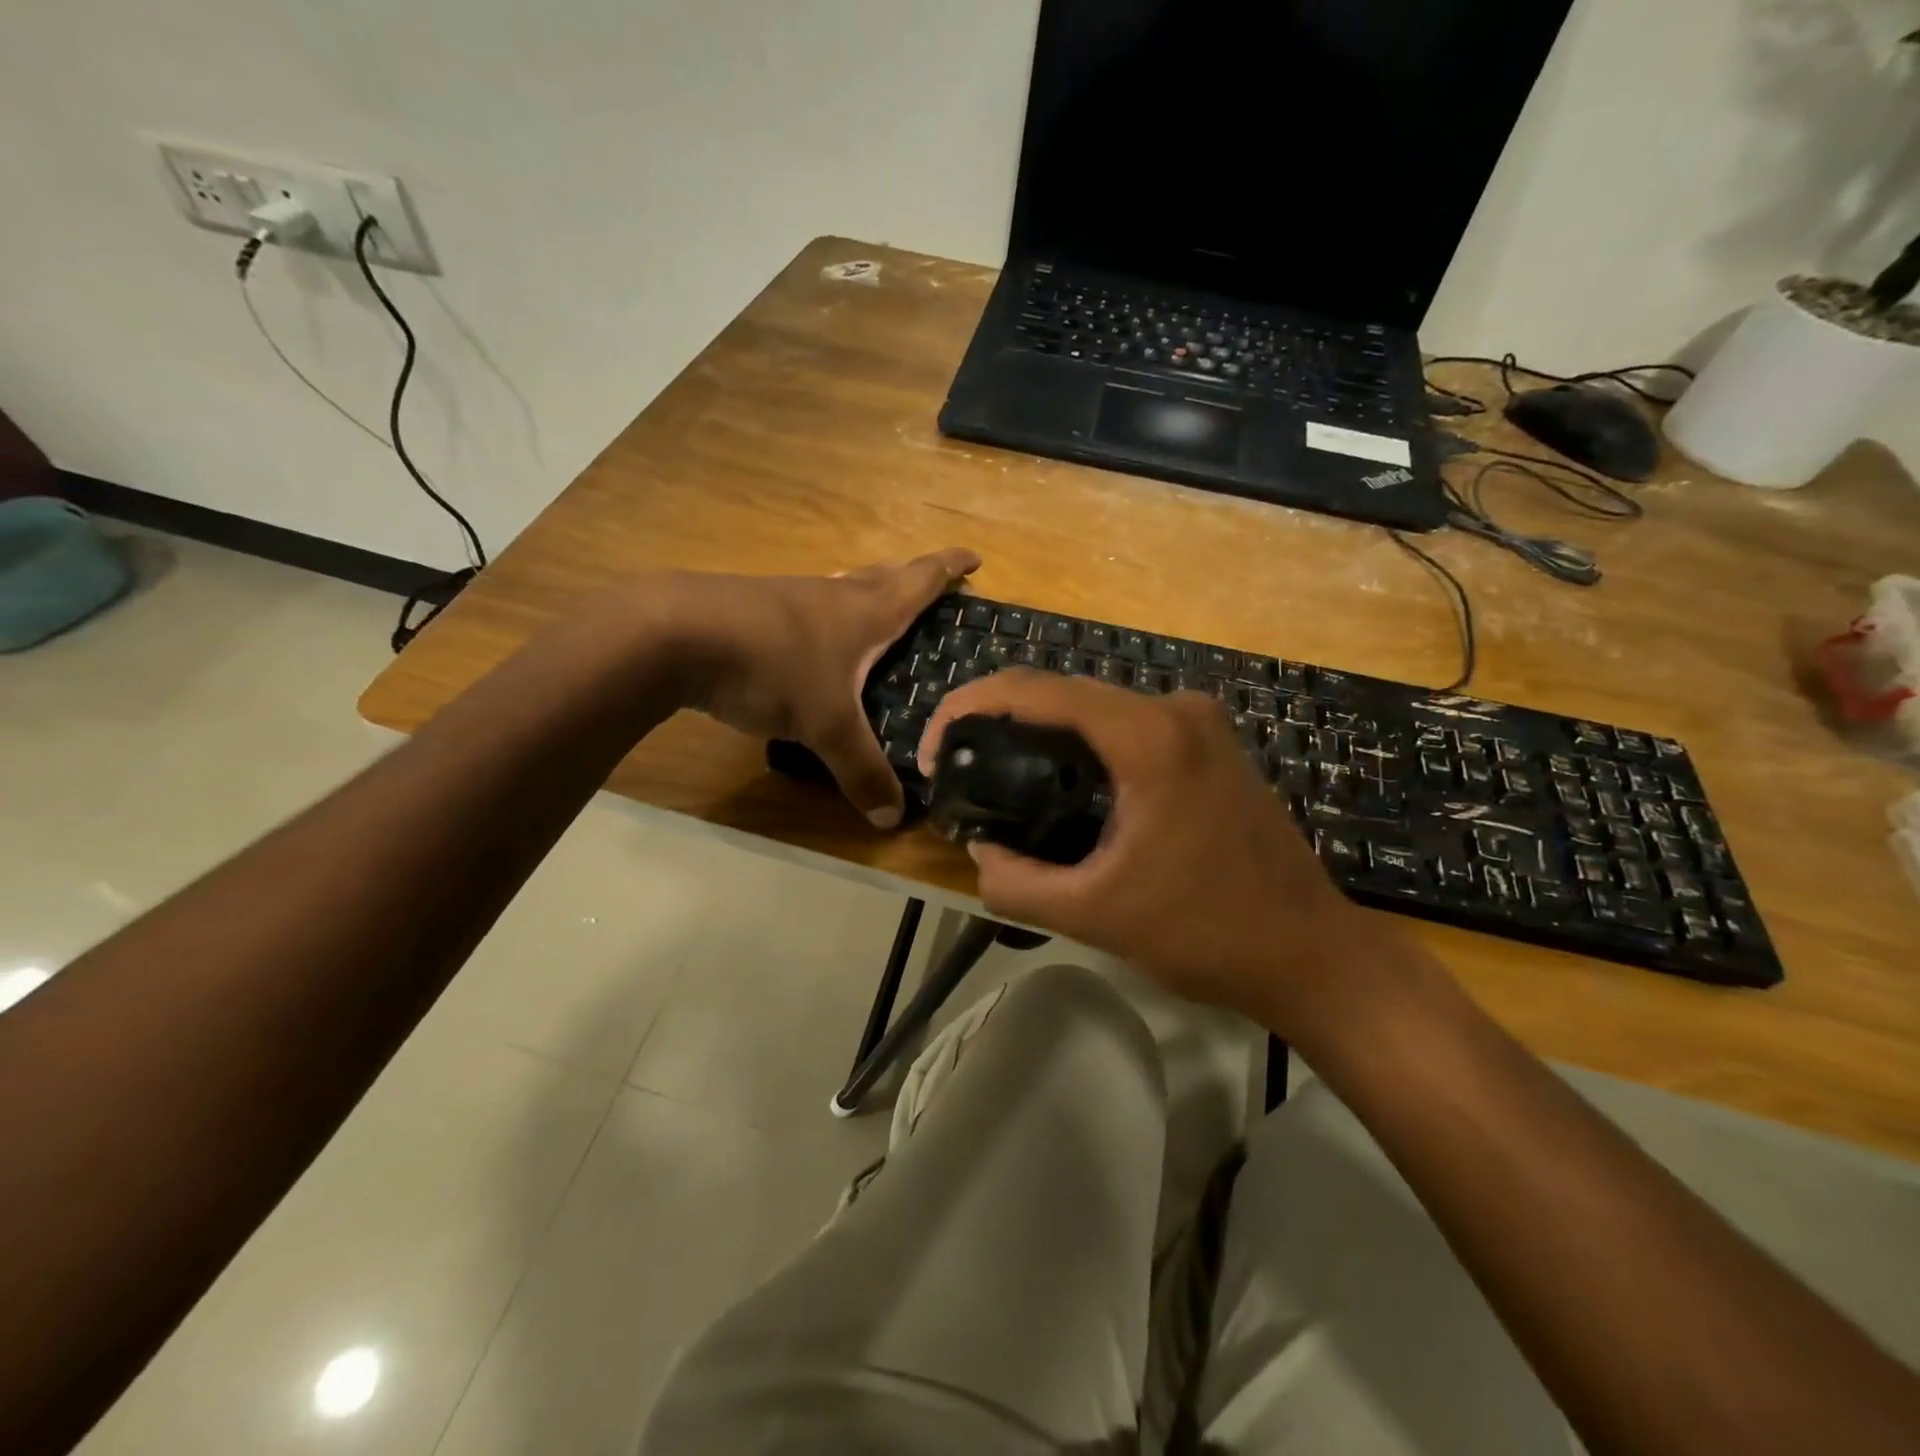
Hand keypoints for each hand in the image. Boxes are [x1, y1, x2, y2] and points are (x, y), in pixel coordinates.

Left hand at [668, 548, 980, 827]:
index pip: (920, 581)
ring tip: (875, 611)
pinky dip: (822, 618)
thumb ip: (861, 770)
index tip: (974, 557)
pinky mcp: (751, 611)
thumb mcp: (826, 727)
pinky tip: (810, 641)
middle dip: (912, 577)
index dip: (949, 568)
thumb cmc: (772, 667)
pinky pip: (803, 609)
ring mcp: (788, 598)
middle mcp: (831, 596)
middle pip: (882, 576)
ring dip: (864, 593)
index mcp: (865, 612)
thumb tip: (893, 820)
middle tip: (932, 584)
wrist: (675, 633)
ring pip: (840, 590)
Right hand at [921, 670, 1386, 1028]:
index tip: (936, 749)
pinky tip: (1058, 780)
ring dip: (1040, 728)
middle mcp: (1176, 710)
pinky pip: (1127, 724)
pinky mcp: (1211, 744)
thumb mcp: (1095, 915)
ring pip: (1095, 707)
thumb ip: (1016, 883)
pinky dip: (1082, 741)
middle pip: (1065, 691)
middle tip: (957, 763)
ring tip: (994, 770)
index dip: (971, 706)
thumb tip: (977, 854)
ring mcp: (1200, 723)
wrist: (1311, 954)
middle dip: (1000, 716)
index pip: (1037, 691)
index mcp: (1148, 736)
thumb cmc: (1206, 934)